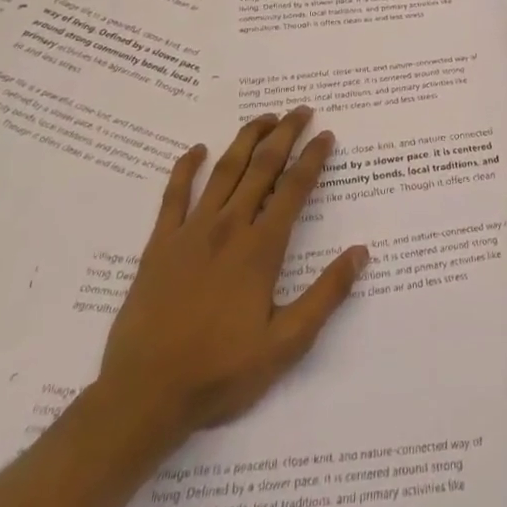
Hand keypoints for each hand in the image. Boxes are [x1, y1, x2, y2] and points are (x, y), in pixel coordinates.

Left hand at [87, 108, 367, 462]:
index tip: (326, 135)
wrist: (144, 396)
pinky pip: (172, 196)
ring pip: (223, 171)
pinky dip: (184, 169)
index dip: (313, 158)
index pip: (294, 189)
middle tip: (301, 110)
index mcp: (261, 249)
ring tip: (264, 118)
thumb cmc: (221, 372)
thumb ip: (326, 295)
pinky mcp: (158, 246)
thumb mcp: (286, 343)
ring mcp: (190, 233)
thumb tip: (361, 253)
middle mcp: (228, 228)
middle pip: (261, 168)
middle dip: (284, 134)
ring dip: (245, 140)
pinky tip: (195, 150)